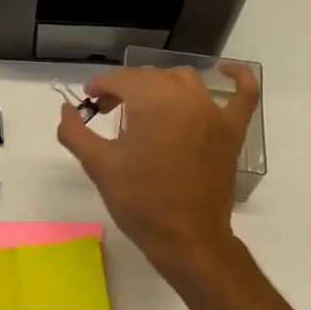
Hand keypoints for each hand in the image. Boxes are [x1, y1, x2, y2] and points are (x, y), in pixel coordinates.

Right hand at [57, 63, 257, 282]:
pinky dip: (238, 78)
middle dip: (125, 88)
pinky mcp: (232, 131)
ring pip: (185, 81)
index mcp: (153, 101)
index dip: (100, 87)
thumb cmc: (140, 201)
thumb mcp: (99, 165)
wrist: (186, 238)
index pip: (121, 79)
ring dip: (161, 85)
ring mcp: (214, 112)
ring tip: (144, 106)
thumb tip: (66, 110)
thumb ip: (75, 132)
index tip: (89, 103)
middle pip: (150, 78)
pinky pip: (243, 95)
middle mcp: (186, 97)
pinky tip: (227, 71)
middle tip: (107, 111)